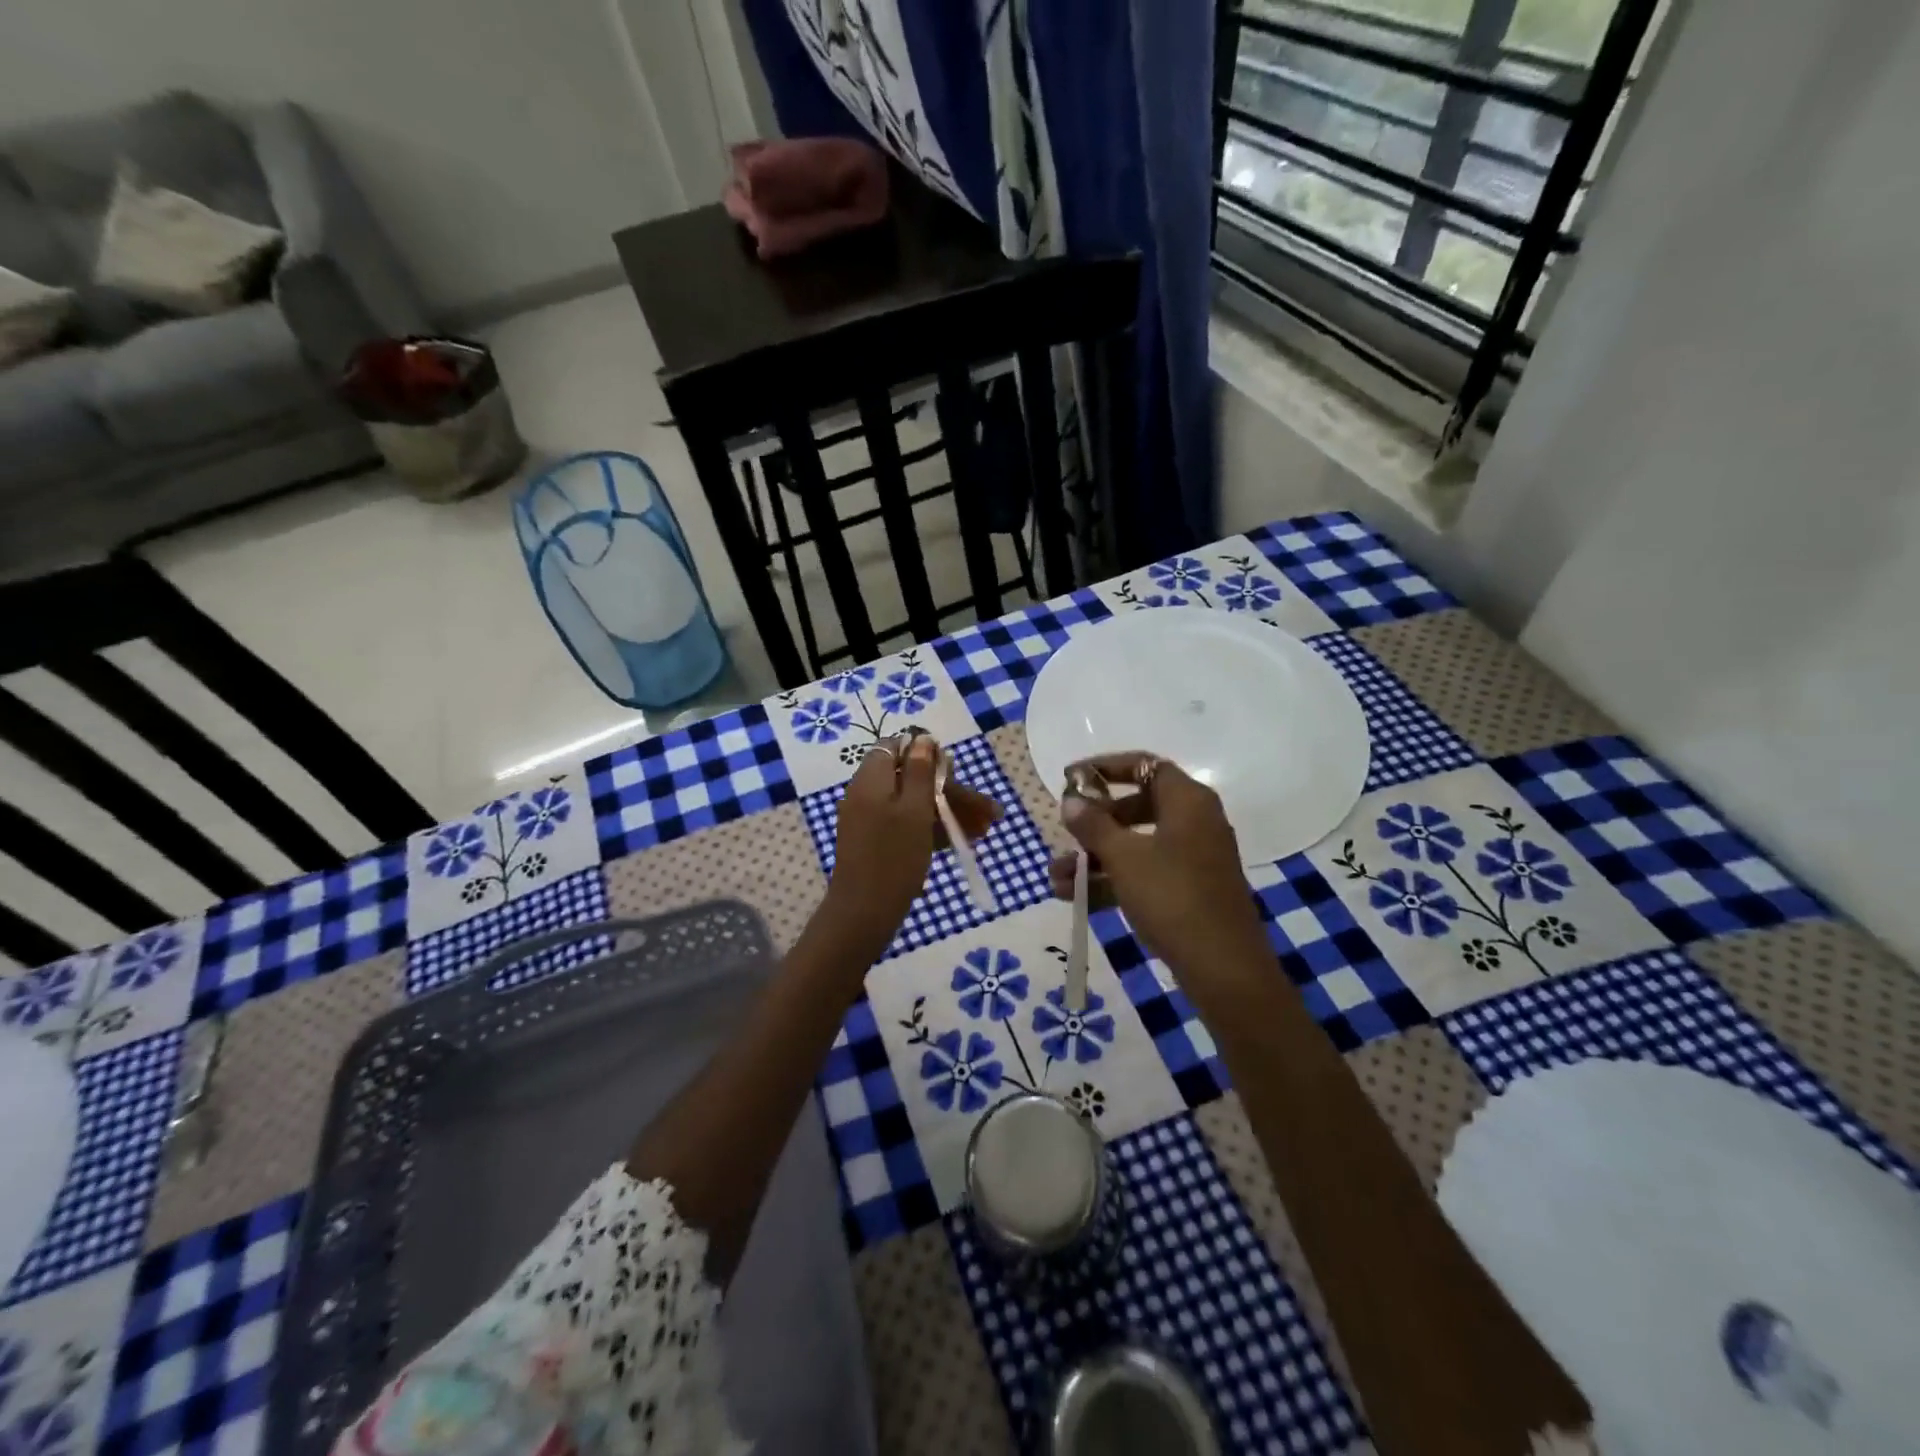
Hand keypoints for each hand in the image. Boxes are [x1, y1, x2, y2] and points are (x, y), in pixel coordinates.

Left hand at [819, 735, 1000, 960]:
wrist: (863, 914)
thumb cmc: (893, 858)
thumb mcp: (913, 810)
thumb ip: (919, 772)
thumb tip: (922, 738)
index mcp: (872, 779)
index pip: (896, 747)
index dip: (927, 753)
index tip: (955, 771)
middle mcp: (868, 794)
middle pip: (913, 778)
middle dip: (951, 792)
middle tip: (988, 811)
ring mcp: (871, 820)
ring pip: (915, 804)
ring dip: (949, 812)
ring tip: (984, 830)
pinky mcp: (877, 843)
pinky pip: (908, 825)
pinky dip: (934, 829)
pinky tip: (963, 841)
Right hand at [1047, 752, 1270, 986]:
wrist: (1223, 968)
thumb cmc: (1171, 896)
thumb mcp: (1124, 858)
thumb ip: (1093, 825)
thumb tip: (1071, 801)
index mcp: (1187, 801)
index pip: (1145, 765)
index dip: (1106, 767)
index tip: (1072, 777)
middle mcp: (1195, 821)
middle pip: (1138, 805)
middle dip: (1096, 821)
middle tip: (1067, 829)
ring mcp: (1194, 858)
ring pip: (1138, 844)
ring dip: (1096, 857)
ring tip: (1056, 876)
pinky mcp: (1190, 890)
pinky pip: (1146, 872)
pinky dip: (1114, 879)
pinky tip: (1075, 897)